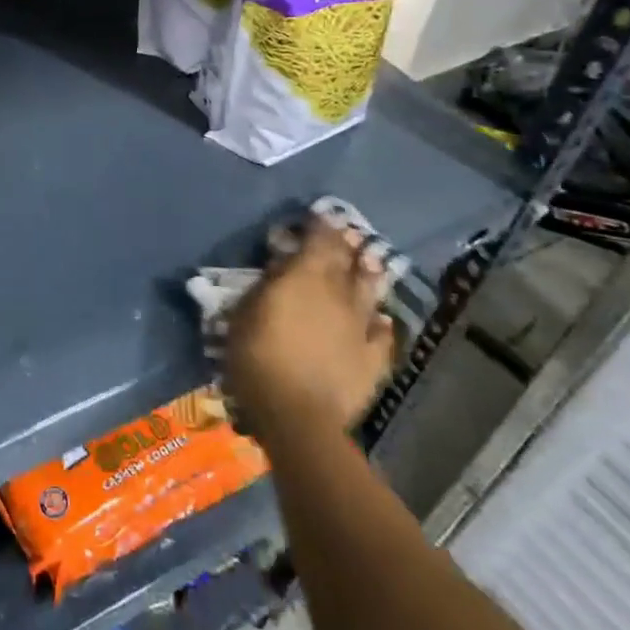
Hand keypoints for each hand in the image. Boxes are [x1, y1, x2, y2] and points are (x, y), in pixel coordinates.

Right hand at [224, 211, 396, 442]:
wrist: (297, 415)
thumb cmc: (258, 357)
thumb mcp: (246, 312)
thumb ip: (268, 283)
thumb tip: (283, 263)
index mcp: (305, 277)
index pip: (319, 240)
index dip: (321, 225)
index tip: (322, 214)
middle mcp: (338, 294)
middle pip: (346, 261)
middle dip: (346, 244)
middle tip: (348, 233)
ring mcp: (359, 326)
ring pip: (369, 291)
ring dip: (369, 274)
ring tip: (371, 261)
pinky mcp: (373, 359)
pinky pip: (382, 335)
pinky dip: (382, 323)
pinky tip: (383, 320)